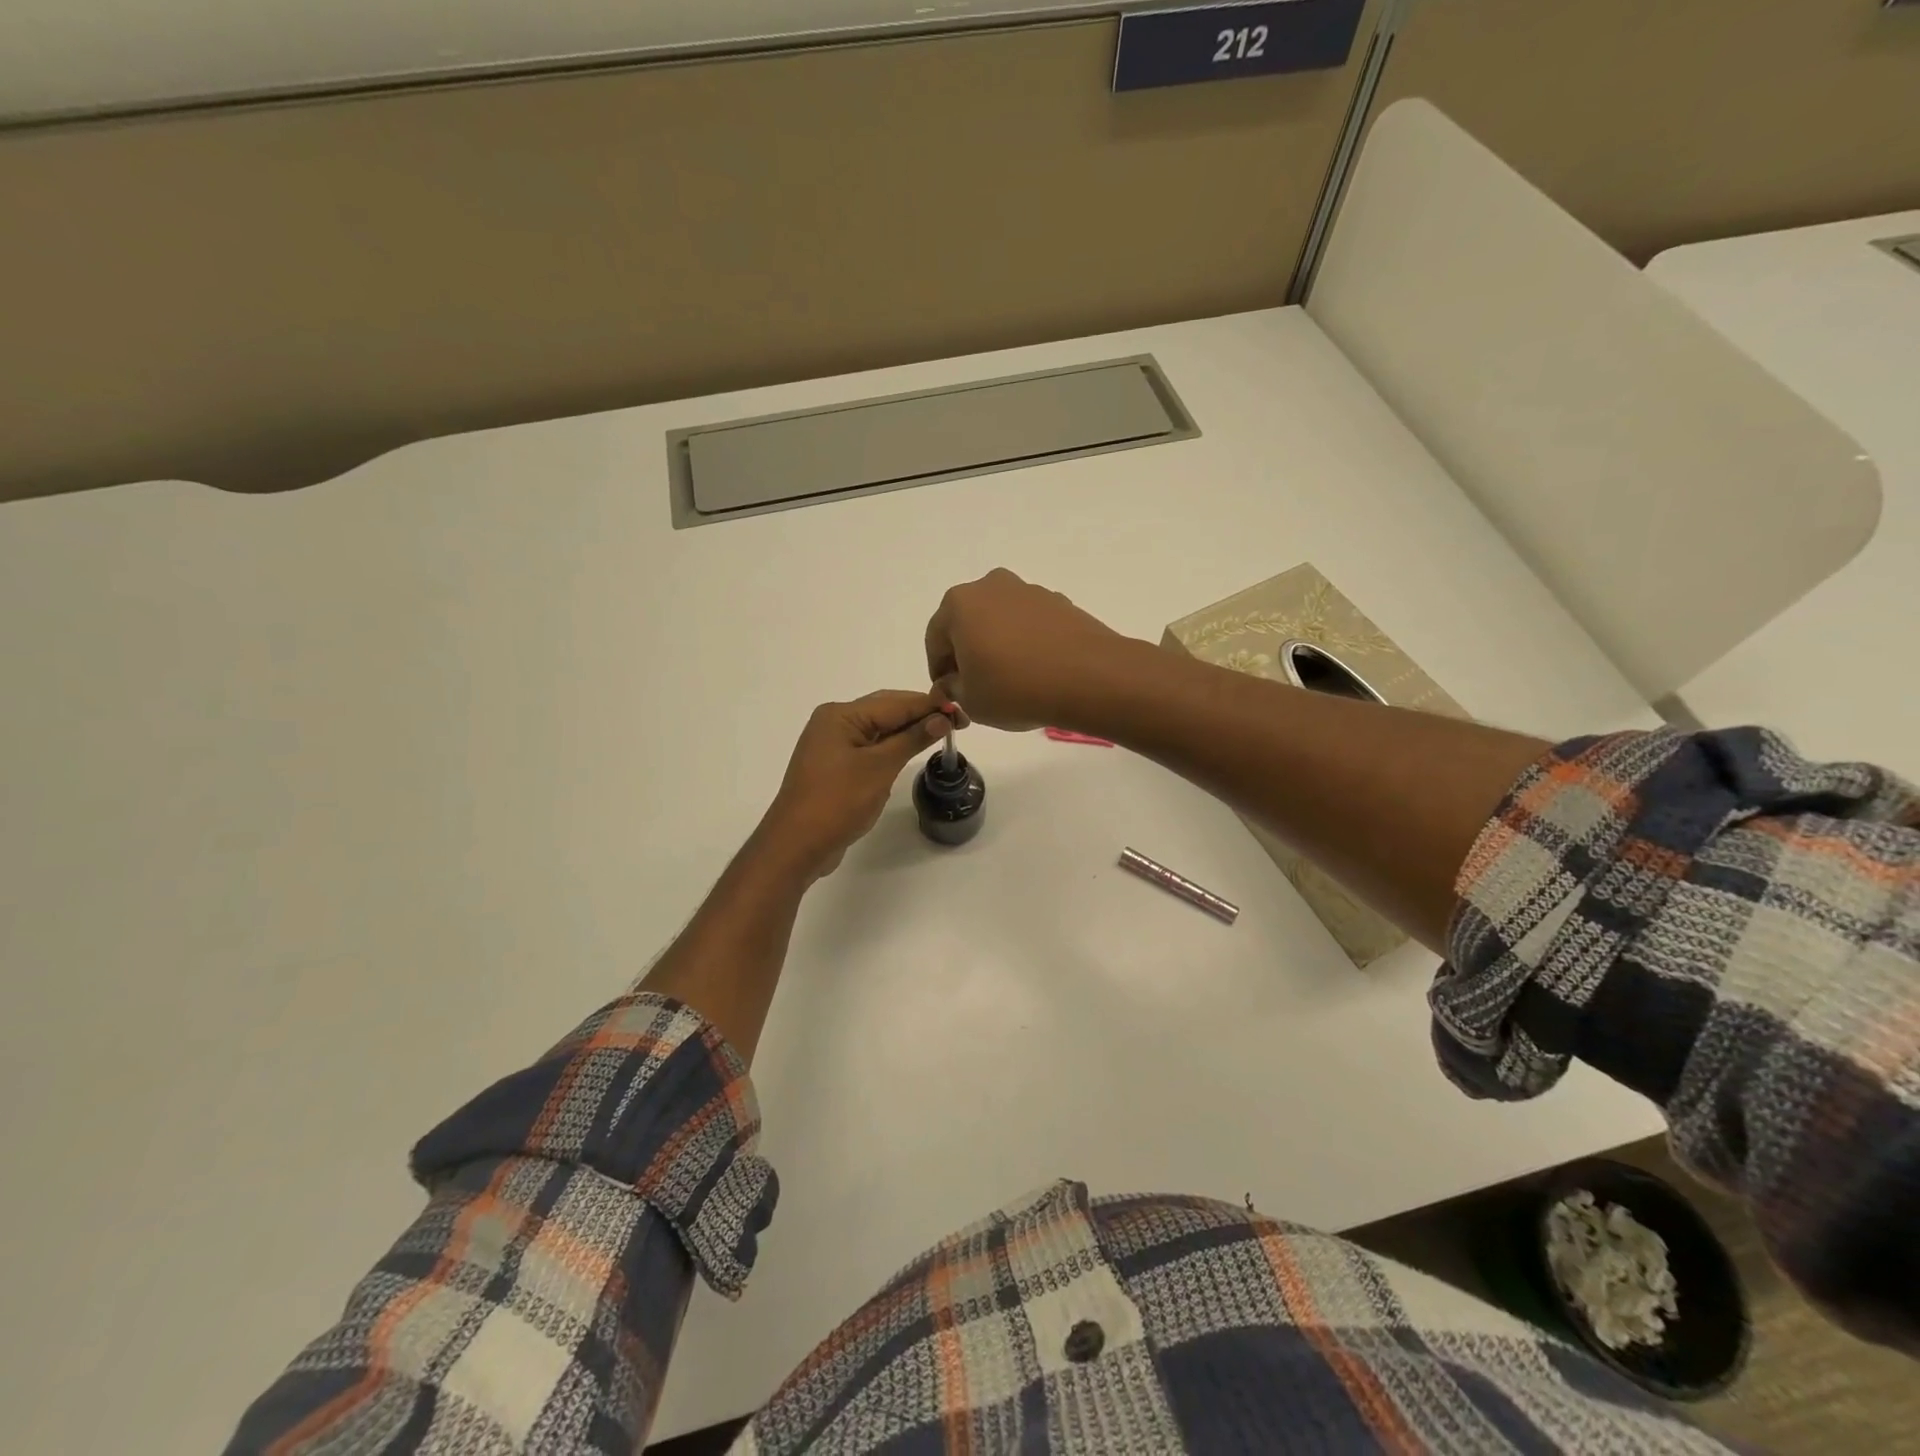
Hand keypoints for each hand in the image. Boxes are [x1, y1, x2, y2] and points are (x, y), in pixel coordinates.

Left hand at [757, 690, 949, 878]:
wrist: (797, 844)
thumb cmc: (838, 801)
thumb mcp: (880, 768)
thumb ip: (911, 739)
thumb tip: (941, 718)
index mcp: (841, 715)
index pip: (895, 702)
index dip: (930, 706)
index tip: (962, 711)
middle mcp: (834, 722)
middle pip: (886, 710)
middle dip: (921, 715)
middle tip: (958, 723)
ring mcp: (832, 745)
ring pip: (878, 729)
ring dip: (907, 731)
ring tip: (942, 734)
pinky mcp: (834, 766)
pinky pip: (869, 748)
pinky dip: (891, 747)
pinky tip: (911, 751)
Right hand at [924, 568, 1132, 731]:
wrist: (1090, 678)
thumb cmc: (1016, 688)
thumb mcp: (970, 701)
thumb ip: (952, 688)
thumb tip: (954, 680)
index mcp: (959, 604)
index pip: (934, 639)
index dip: (938, 670)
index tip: (947, 693)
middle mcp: (991, 586)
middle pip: (967, 623)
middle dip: (967, 652)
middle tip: (975, 685)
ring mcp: (1028, 591)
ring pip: (1000, 621)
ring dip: (997, 646)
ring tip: (1009, 680)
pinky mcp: (1059, 602)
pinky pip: (1029, 625)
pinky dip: (1026, 643)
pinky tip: (1036, 671)